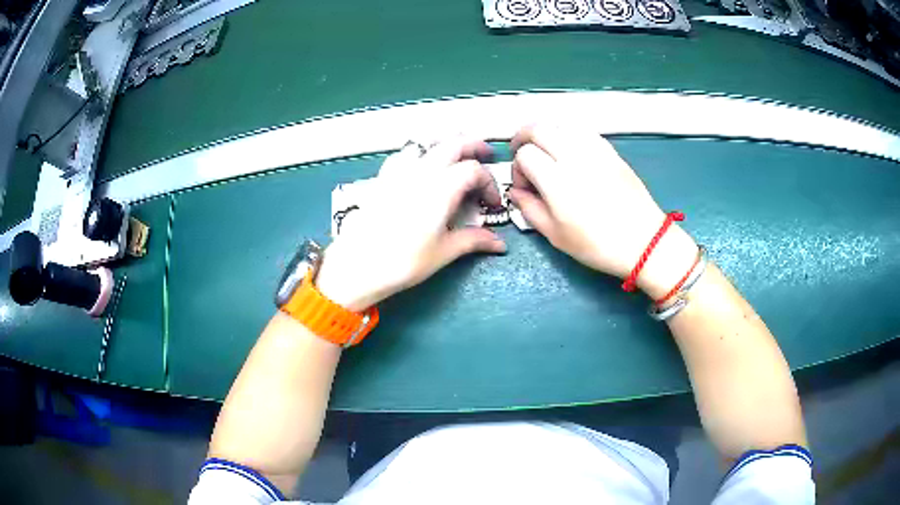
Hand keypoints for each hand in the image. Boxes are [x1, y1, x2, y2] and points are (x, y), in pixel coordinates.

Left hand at [315, 137, 506, 310]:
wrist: (359, 265)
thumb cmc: (404, 260)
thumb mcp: (444, 252)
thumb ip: (474, 240)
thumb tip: (498, 244)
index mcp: (442, 187)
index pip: (474, 170)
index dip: (489, 184)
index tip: (491, 204)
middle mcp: (422, 171)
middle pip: (453, 143)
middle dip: (473, 146)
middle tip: (485, 155)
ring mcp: (400, 171)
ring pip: (428, 143)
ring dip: (447, 144)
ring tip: (456, 156)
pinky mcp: (383, 178)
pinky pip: (405, 154)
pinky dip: (420, 153)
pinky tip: (420, 167)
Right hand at [508, 124, 697, 298]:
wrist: (643, 242)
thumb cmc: (597, 245)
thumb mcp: (556, 236)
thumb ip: (529, 209)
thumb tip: (515, 191)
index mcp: (557, 181)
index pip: (525, 154)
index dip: (517, 168)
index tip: (523, 185)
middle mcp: (574, 157)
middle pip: (539, 128)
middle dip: (523, 137)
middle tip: (521, 151)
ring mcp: (595, 150)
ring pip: (561, 124)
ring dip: (546, 133)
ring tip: (545, 149)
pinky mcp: (610, 151)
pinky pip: (583, 131)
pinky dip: (568, 134)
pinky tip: (569, 150)